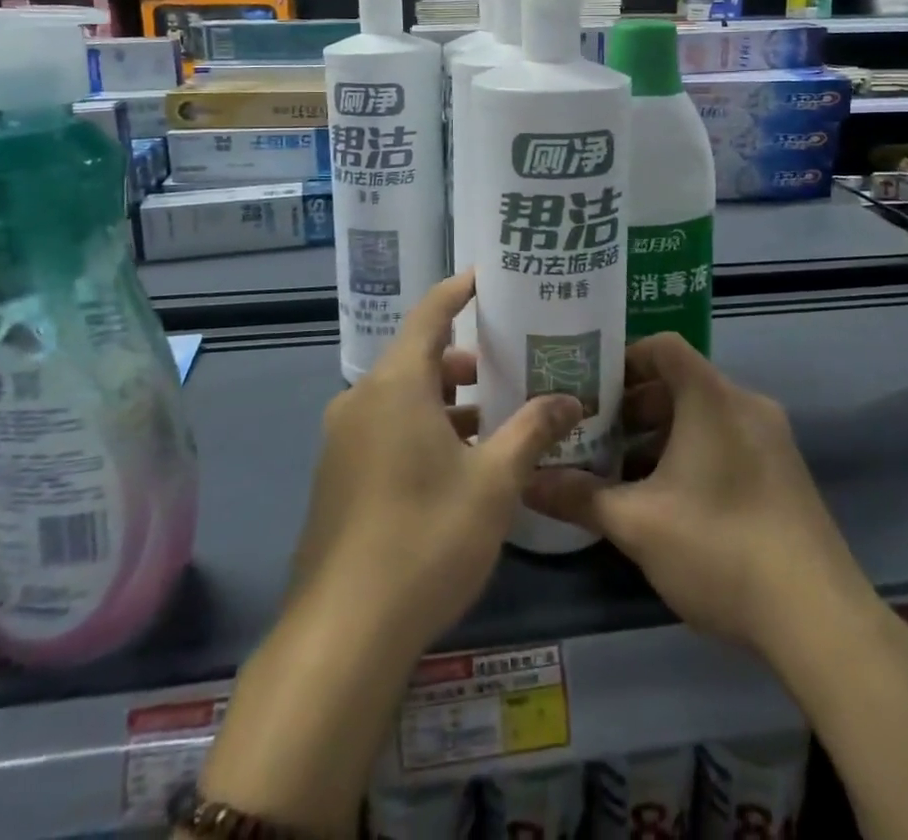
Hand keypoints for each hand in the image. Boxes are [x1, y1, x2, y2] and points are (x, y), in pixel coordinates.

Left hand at [289, 270, 583, 656]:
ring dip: (444, 400)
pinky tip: (455, 463)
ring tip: (491, 418)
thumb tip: (570, 399)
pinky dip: (420, 427)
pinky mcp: (337, 475)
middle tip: (508, 362)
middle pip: (417, 358)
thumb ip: (532, 431)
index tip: (485, 277)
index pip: (430, 314)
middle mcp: (361, 399)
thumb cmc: (426, 537)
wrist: (344, 631)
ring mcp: (342, 439)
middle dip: (462, 358)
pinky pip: (384, 428)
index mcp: (396, 384)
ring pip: (400, 397)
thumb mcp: (494, 482)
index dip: (457, 291)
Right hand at [524, 333, 879, 662]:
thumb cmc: (720, 547)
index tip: (588, 388)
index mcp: (712, 398)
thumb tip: (527, 482)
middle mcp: (746, 405)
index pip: (663, 347)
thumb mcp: (637, 524)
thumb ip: (579, 497)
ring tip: (623, 472)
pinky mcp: (785, 473)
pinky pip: (728, 440)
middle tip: (595, 434)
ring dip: (661, 433)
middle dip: (634, 405)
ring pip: (704, 415)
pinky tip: (670, 500)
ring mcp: (772, 439)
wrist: (820, 619)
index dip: (622, 358)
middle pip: (681, 382)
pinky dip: (693, 453)